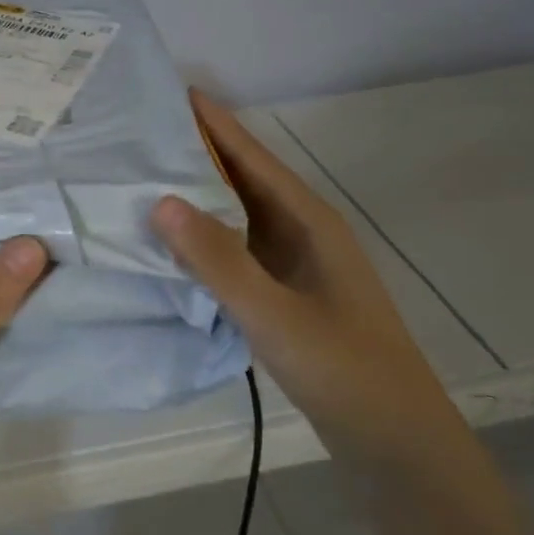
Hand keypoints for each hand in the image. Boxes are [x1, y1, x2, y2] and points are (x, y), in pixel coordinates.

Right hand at [151, 92, 461, 462]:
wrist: (395, 442)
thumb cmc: (343, 370)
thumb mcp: (275, 315)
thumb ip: (218, 260)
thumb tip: (161, 200)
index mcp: (308, 220)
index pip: (251, 156)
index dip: (213, 123)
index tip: (168, 93)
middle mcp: (301, 230)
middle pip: (243, 177)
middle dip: (197, 151)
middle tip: (139, 133)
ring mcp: (294, 262)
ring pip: (237, 213)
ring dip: (197, 193)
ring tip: (142, 176)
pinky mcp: (284, 291)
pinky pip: (236, 247)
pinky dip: (203, 235)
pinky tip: (170, 242)